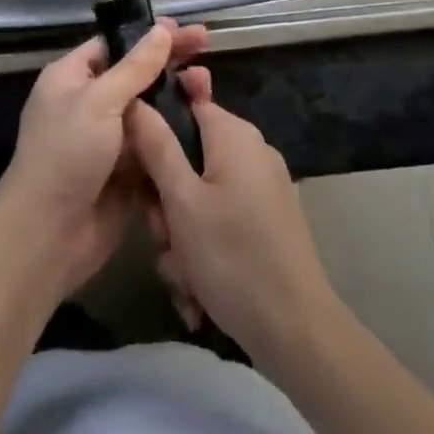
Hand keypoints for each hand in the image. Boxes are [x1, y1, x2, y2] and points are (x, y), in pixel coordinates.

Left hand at [0, 20, 207, 301]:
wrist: (49, 237)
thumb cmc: (66, 155)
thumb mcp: (99, 102)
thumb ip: (134, 67)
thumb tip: (161, 29)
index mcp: (73, 77)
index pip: (115, 44)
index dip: (149, 35)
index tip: (184, 28)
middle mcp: (90, 103)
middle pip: (136, 74)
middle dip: (169, 62)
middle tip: (206, 46)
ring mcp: (109, 140)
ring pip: (149, 110)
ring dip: (177, 98)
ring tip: (208, 86)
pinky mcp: (126, 172)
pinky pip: (155, 145)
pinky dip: (175, 135)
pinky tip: (205, 123)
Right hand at [128, 69, 338, 366]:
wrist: (298, 333)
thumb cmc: (232, 257)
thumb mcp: (181, 201)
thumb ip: (156, 145)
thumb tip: (136, 99)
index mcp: (233, 133)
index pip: (184, 104)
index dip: (154, 131)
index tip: (138, 169)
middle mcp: (251, 150)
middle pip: (189, 156)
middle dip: (166, 200)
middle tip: (161, 235)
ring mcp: (263, 187)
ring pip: (200, 196)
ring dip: (182, 234)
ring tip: (181, 274)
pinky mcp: (268, 221)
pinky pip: (221, 220)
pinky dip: (205, 250)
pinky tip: (198, 291)